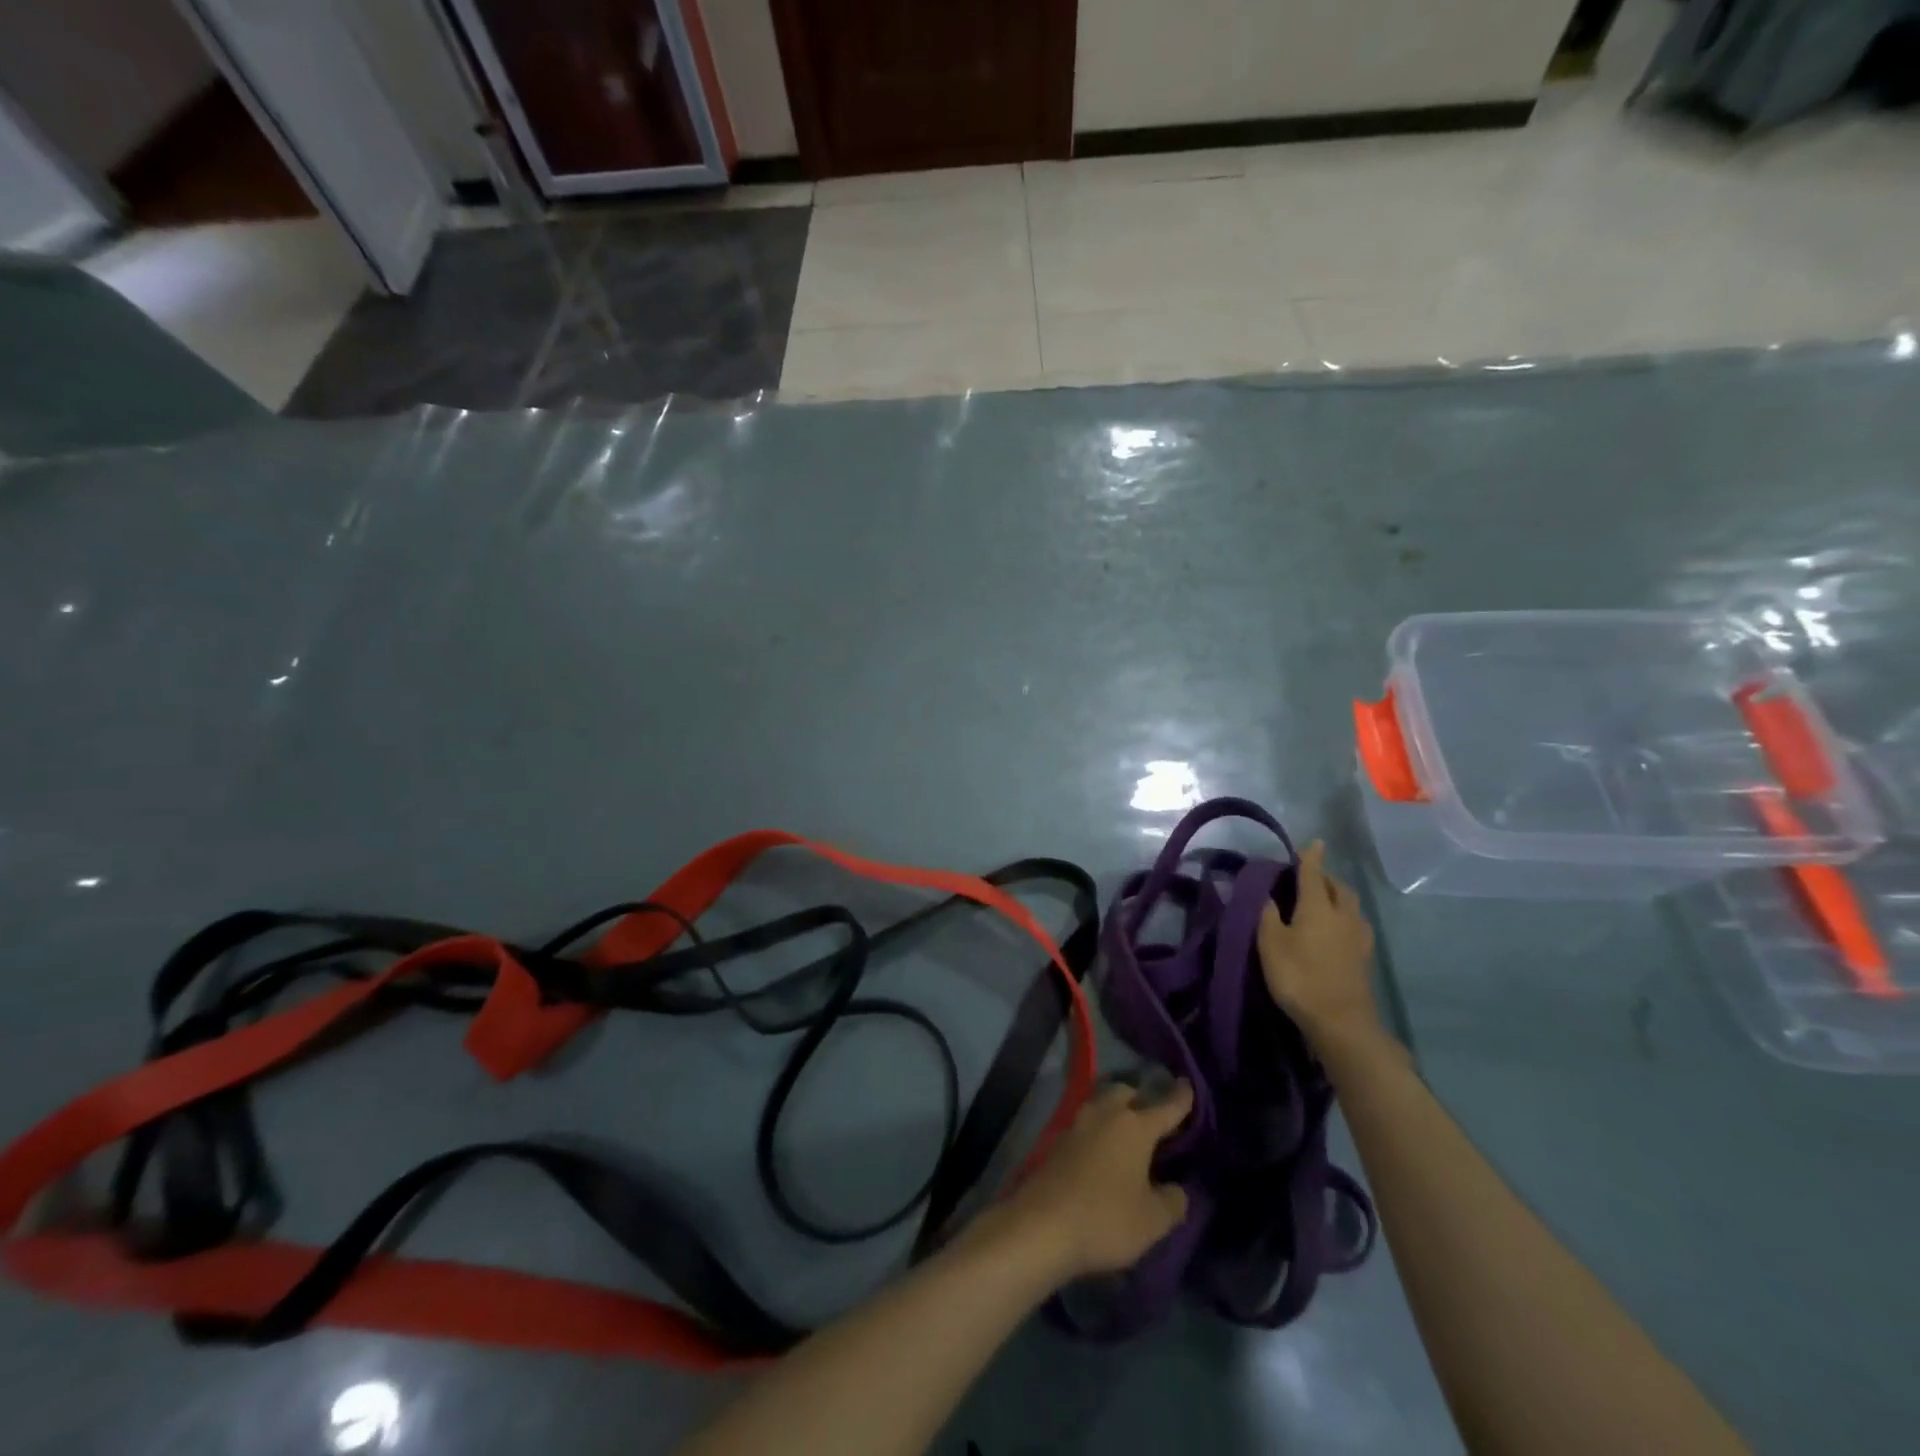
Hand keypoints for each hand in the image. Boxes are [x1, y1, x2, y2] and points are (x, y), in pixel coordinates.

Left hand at [995, 1081, 1191, 1281]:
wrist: (1042, 1225)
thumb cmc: (1106, 1219)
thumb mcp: (1152, 1221)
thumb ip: (1172, 1202)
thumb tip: (1177, 1190)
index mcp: (1134, 1126)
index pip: (1165, 1107)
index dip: (1180, 1098)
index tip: (1187, 1084)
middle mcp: (1105, 1114)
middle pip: (1125, 1093)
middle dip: (1141, 1099)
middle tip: (1153, 1118)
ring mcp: (1077, 1124)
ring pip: (1101, 1104)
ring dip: (1115, 1112)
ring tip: (1128, 1134)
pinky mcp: (1057, 1140)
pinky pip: (1085, 1125)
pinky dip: (1098, 1131)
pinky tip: (1102, 1152)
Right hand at [1259, 841, 1378, 1045]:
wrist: (1340, 1022)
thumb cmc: (1299, 977)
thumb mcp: (1270, 944)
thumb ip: (1268, 915)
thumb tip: (1269, 895)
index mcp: (1318, 907)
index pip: (1314, 874)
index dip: (1311, 857)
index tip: (1314, 842)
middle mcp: (1343, 916)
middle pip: (1339, 888)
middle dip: (1327, 877)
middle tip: (1310, 877)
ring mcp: (1358, 938)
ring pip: (1352, 906)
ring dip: (1339, 897)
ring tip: (1325, 900)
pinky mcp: (1364, 958)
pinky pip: (1356, 925)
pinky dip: (1346, 918)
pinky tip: (1337, 929)